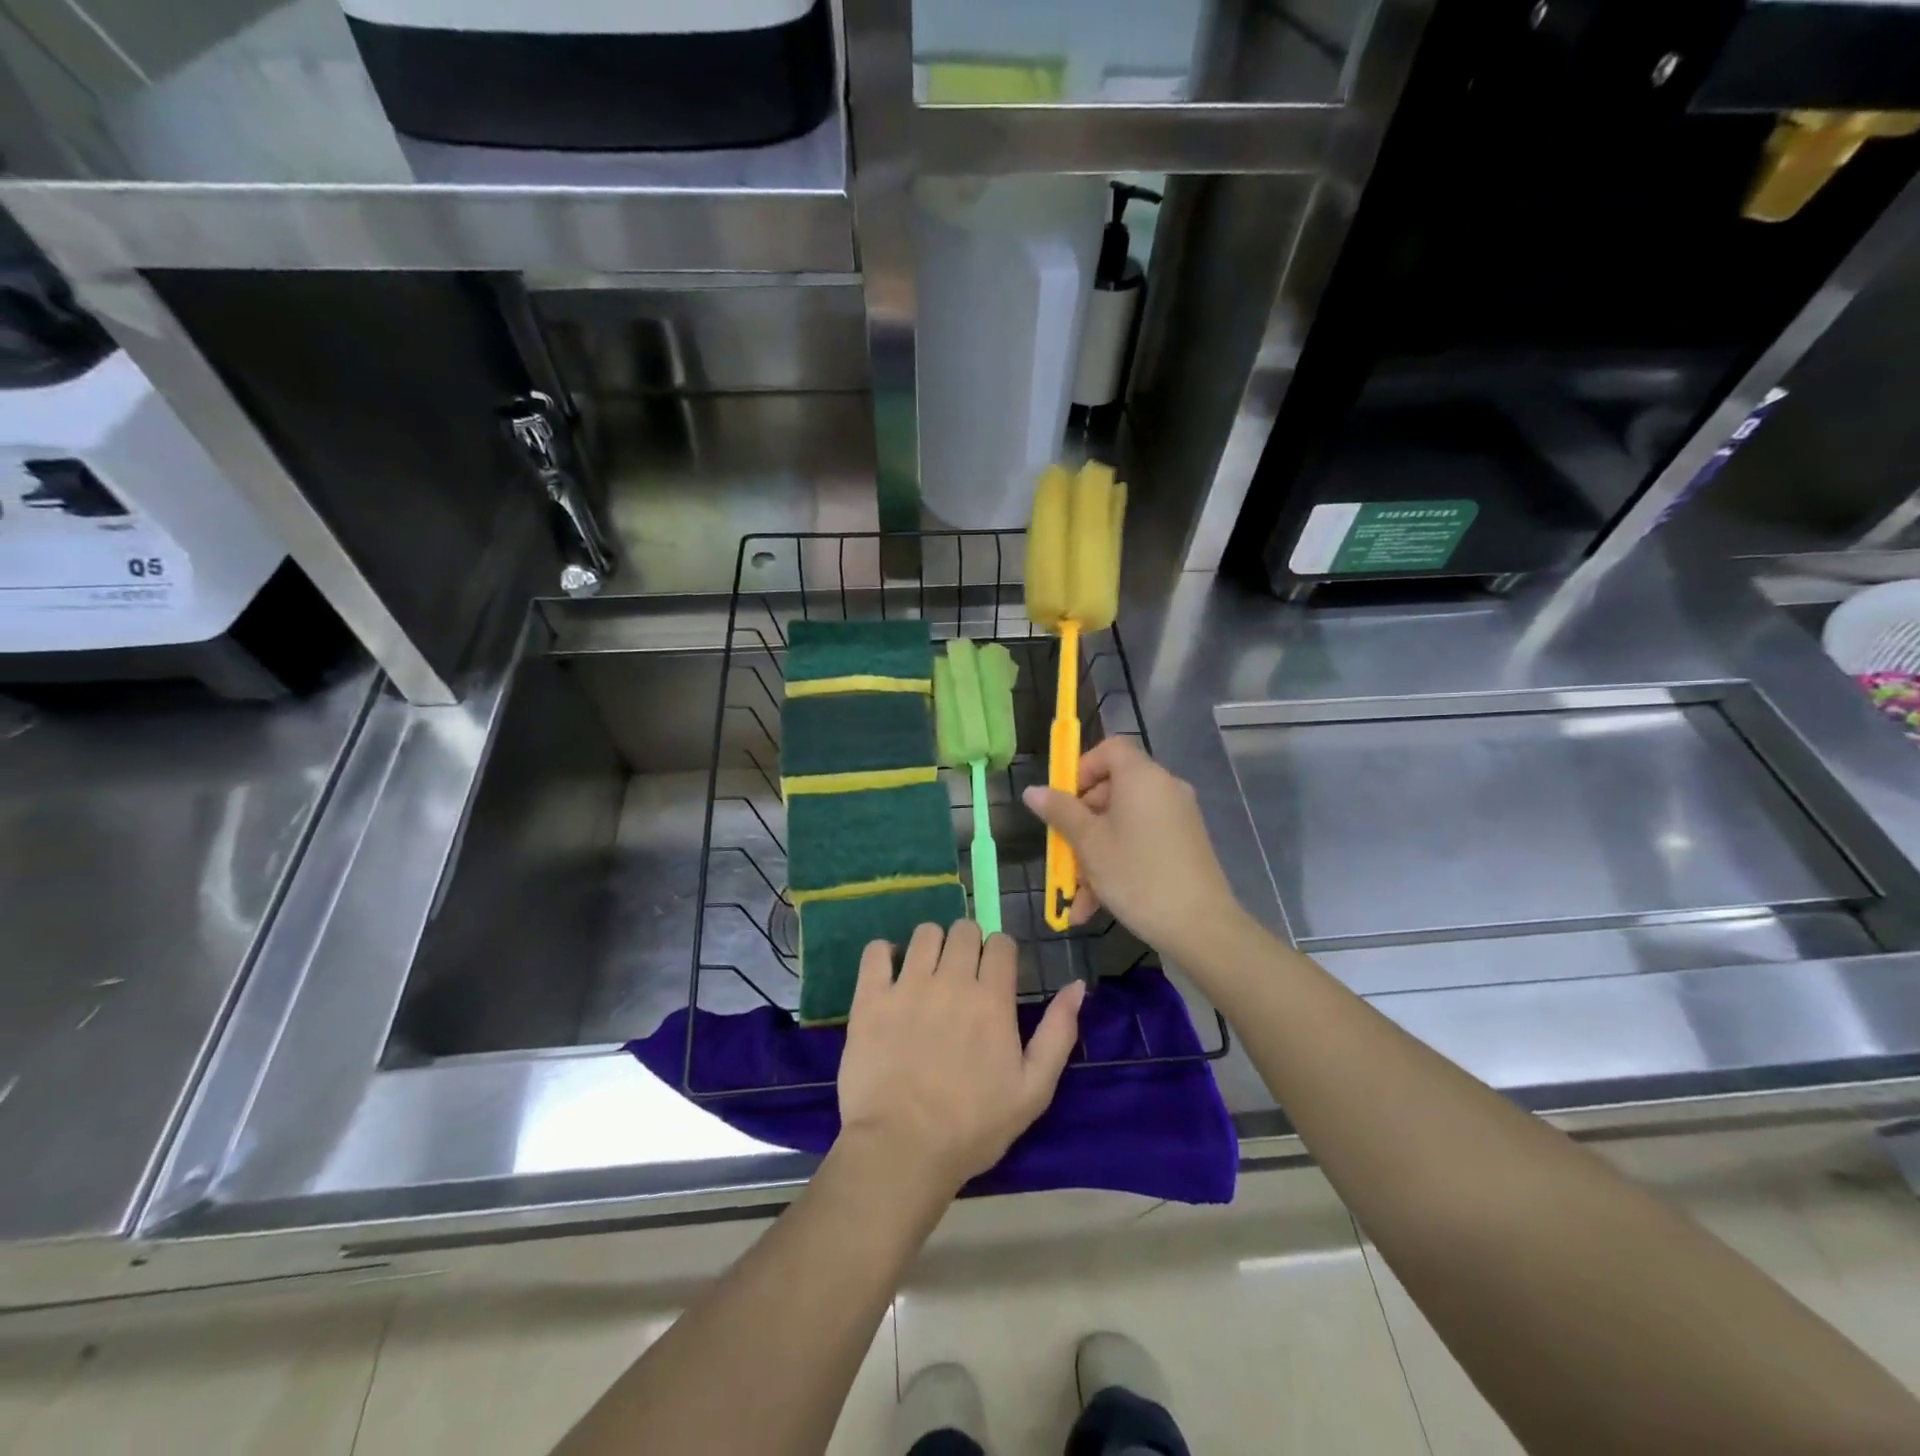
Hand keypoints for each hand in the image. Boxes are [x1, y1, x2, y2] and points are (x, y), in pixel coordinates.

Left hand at [836, 920, 1084, 1195]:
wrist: (901, 1150)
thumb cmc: (973, 1127)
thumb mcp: (1033, 1090)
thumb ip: (1058, 1032)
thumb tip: (1077, 985)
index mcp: (992, 998)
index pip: (1001, 943)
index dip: (1001, 954)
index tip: (995, 975)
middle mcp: (951, 980)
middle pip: (963, 930)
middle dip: (968, 944)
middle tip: (962, 976)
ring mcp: (907, 986)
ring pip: (924, 933)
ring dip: (931, 946)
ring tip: (927, 974)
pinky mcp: (870, 998)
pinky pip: (875, 951)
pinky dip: (884, 954)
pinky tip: (890, 975)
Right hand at [1023, 736, 1245, 966]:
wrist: (1201, 926)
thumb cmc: (1136, 875)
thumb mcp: (1089, 843)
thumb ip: (1060, 812)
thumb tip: (1033, 790)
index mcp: (1142, 777)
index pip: (1110, 749)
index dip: (1082, 769)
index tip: (1065, 802)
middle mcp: (1164, 788)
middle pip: (1113, 789)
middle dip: (1082, 822)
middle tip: (1064, 854)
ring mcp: (1178, 817)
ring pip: (1123, 822)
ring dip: (1095, 852)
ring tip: (1076, 895)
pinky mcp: (1184, 843)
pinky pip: (1141, 840)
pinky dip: (1118, 861)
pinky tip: (1097, 904)